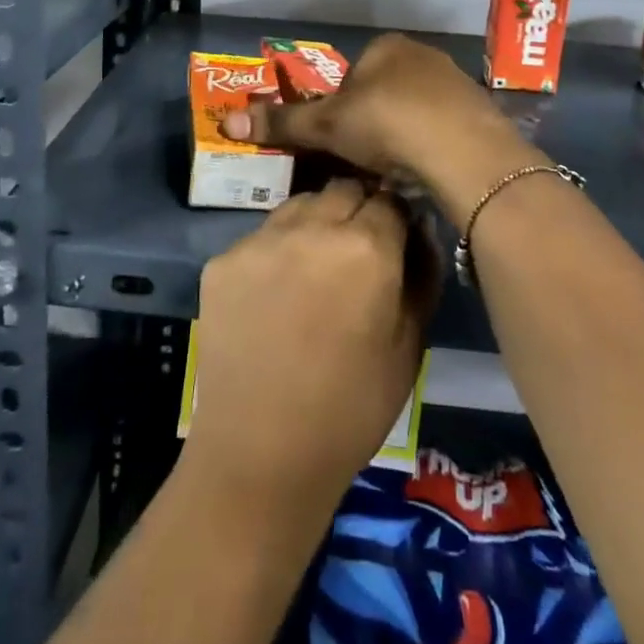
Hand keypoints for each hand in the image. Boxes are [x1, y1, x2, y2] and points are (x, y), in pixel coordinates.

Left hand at [185, 179, 437, 508]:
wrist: (261, 454)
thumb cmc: (351, 408)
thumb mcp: (409, 347)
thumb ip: (421, 275)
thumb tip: (419, 230)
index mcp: (366, 247)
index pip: (390, 199)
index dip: (396, 218)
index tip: (395, 239)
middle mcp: (312, 226)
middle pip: (343, 189)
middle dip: (357, 209)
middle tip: (356, 252)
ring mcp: (260, 239)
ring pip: (299, 204)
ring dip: (315, 222)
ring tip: (314, 269)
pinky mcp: (222, 258)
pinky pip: (261, 236)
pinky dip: (275, 251)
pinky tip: (274, 294)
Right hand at [221, 33, 543, 225]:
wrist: (463, 150)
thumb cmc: (385, 124)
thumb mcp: (325, 126)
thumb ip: (281, 122)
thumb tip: (227, 121)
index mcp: (385, 47)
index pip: (351, 76)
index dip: (340, 109)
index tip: (341, 141)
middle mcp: (422, 54)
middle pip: (384, 90)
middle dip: (373, 121)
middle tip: (366, 158)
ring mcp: (456, 80)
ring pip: (415, 109)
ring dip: (403, 133)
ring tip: (398, 169)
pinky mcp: (480, 110)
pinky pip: (444, 126)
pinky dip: (432, 144)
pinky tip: (428, 169)